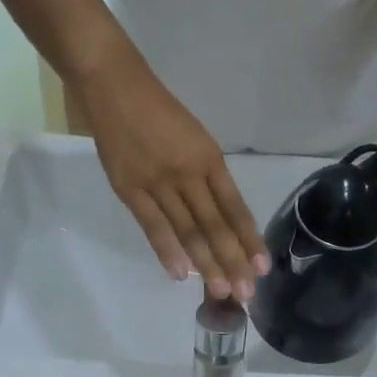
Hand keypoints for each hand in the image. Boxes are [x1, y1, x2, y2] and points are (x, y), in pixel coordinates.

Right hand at [75, 47, 268, 299]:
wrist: (113, 84)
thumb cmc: (159, 112)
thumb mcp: (195, 139)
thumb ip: (208, 179)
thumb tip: (225, 223)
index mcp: (209, 158)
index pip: (235, 207)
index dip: (249, 238)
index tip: (262, 267)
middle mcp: (188, 172)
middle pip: (215, 225)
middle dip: (233, 261)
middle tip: (246, 293)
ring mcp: (158, 182)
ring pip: (188, 230)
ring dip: (206, 264)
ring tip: (221, 292)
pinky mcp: (130, 189)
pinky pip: (153, 226)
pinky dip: (168, 251)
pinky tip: (181, 275)